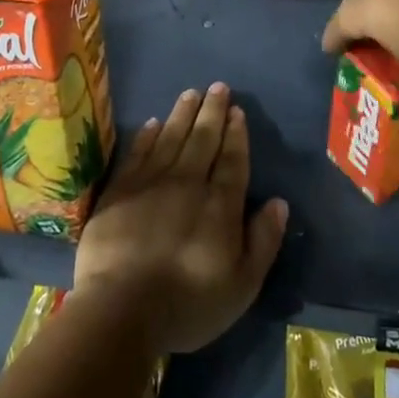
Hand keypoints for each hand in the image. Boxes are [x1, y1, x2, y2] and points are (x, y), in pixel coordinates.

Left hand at [74, 83, 287, 354]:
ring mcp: (150, 183)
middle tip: (218, 86)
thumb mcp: (242, 285)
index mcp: (220, 204)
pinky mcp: (119, 191)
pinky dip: (147, 136)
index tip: (237, 111)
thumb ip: (263, 241)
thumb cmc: (188, 304)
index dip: (236, 134)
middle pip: (203, 139)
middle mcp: (188, 182)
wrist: (121, 310)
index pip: (232, 159)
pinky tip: (153, 123)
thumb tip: (279, 202)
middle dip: (212, 111)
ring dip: (183, 114)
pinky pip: (137, 153)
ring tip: (191, 93)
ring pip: (171, 137)